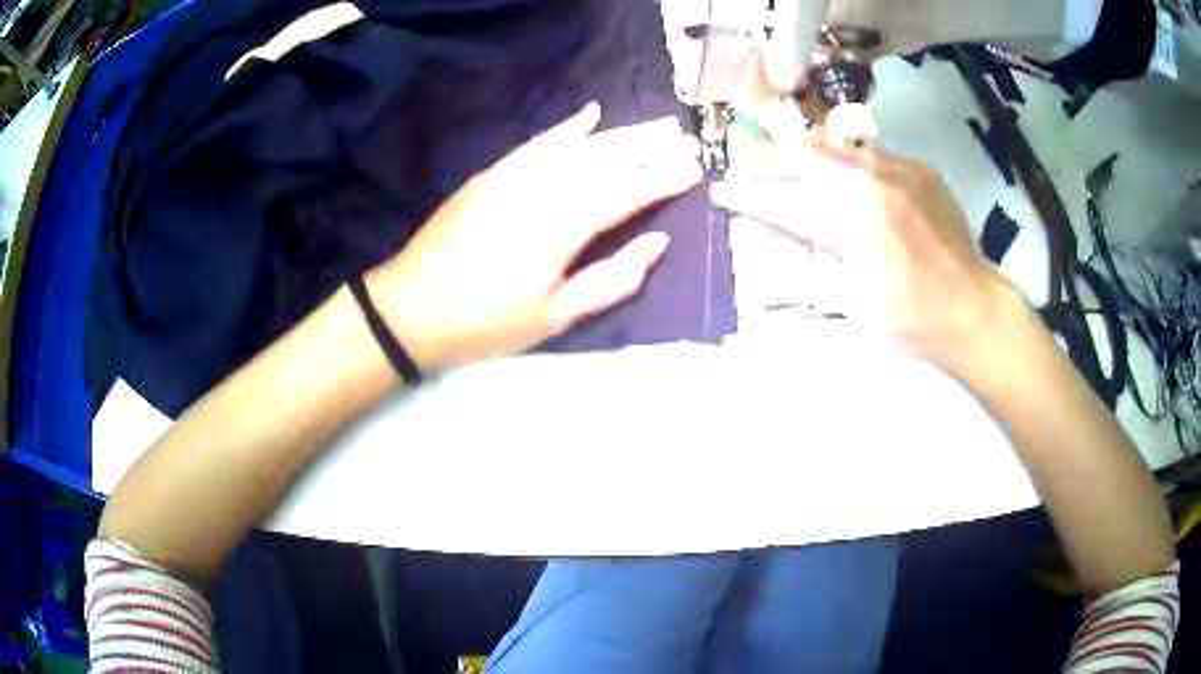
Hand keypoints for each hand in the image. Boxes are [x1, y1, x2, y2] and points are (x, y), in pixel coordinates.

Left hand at [367, 103, 702, 371]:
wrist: (411, 307)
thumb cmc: (486, 322)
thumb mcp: (556, 317)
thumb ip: (613, 279)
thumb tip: (658, 243)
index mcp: (563, 225)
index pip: (627, 192)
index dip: (663, 180)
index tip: (695, 170)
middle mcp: (543, 186)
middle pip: (607, 158)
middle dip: (651, 148)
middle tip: (686, 141)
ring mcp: (515, 174)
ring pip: (578, 145)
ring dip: (621, 133)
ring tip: (657, 125)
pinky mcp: (493, 173)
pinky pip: (538, 142)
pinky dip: (567, 127)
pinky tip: (591, 114)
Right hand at [711, 144, 1018, 365]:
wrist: (971, 307)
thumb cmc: (911, 319)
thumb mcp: (853, 303)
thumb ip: (819, 260)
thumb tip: (797, 232)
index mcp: (853, 223)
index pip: (786, 200)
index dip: (749, 195)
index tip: (722, 190)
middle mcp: (874, 184)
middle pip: (807, 156)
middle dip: (769, 160)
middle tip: (745, 166)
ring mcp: (901, 170)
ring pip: (840, 149)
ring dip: (809, 159)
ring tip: (791, 168)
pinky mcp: (921, 170)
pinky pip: (876, 158)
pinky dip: (853, 168)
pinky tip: (853, 185)